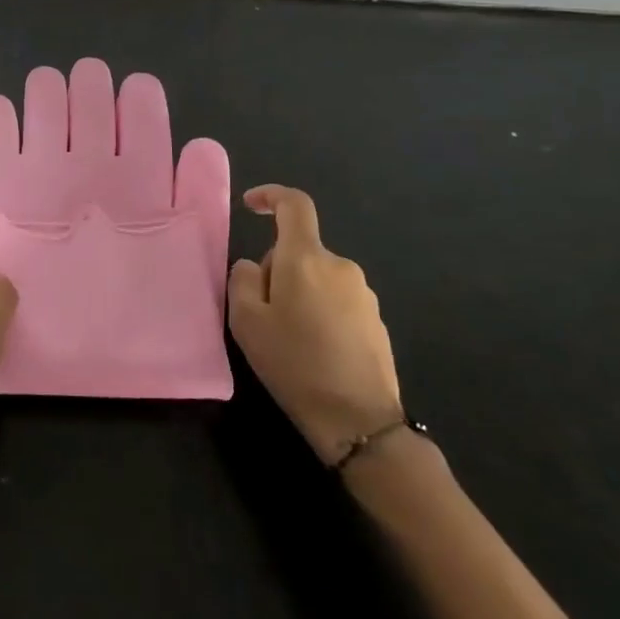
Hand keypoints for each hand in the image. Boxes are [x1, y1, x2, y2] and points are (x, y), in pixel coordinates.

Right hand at [227, 185, 404, 465]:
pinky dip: (321, 314)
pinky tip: (316, 353)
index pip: (294, 204)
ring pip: (318, 278)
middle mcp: (340, 266)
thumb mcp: (246, 321)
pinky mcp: (377, 322)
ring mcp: (364, 295)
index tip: (250, 206)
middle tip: (263, 314)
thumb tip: (256, 267)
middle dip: (278, 271)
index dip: (270, 196)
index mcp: (306, 258)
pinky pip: (338, 302)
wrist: (360, 422)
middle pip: (300, 251)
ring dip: (300, 295)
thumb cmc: (295, 364)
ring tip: (289, 340)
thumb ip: (243, 279)